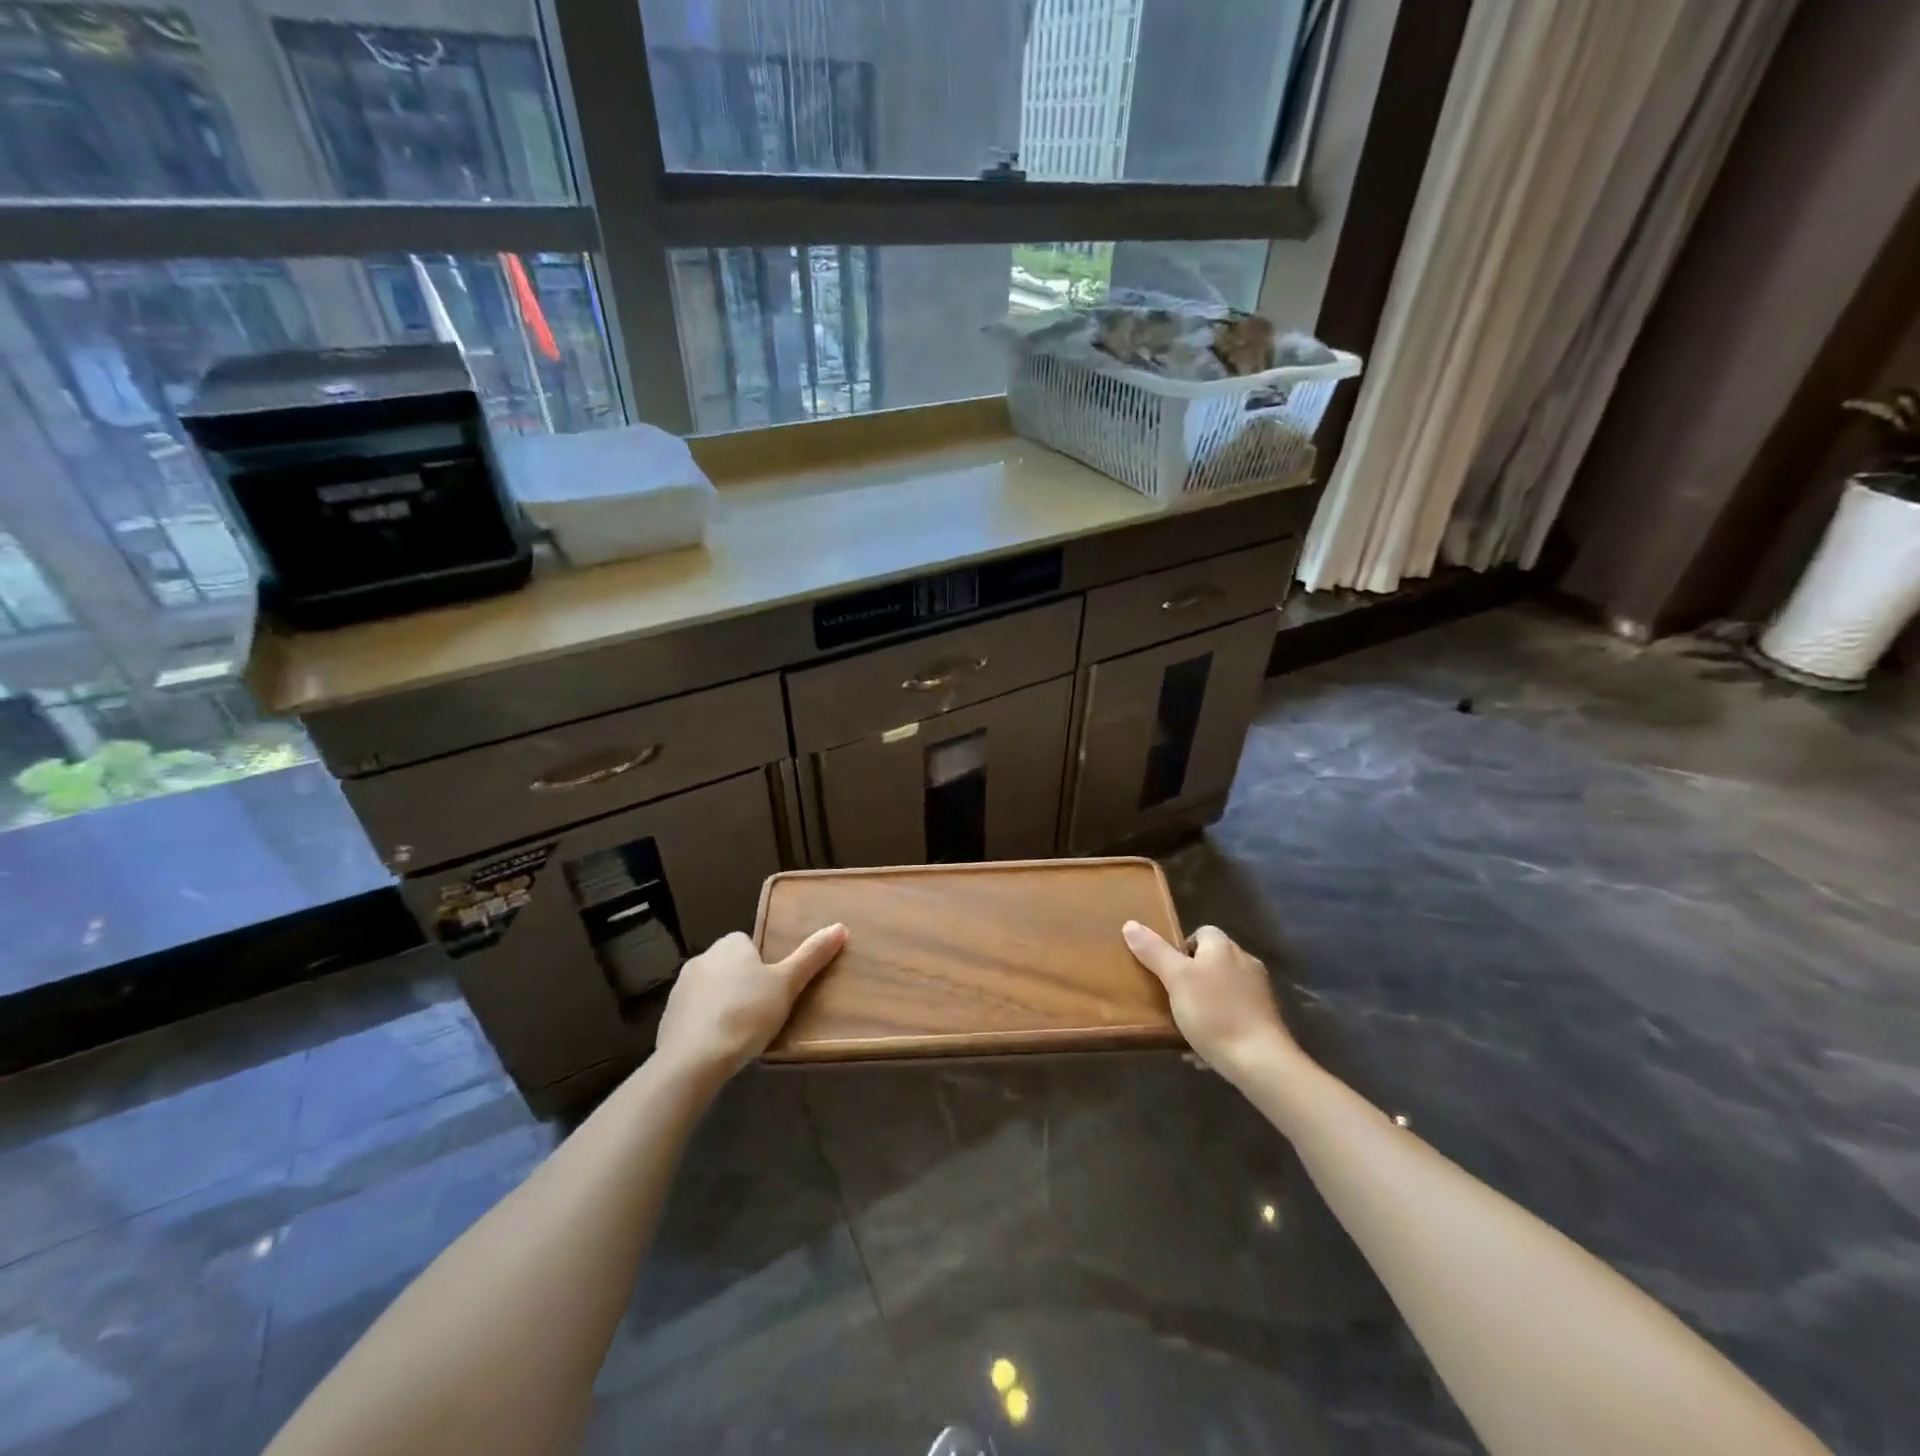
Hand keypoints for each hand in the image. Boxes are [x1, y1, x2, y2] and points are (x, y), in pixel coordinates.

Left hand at [655, 925, 846, 1079]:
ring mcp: (681, 989)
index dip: (763, 964)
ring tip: (743, 1031)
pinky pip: (695, 1014)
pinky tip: (719, 1045)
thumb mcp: (787, 984)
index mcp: (730, 945)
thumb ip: (812, 956)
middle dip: (743, 983)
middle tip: (764, 1010)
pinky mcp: (668, 1018)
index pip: (749, 943)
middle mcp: (702, 959)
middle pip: (730, 966)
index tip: (774, 988)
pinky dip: (706, 1024)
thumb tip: (840, 927)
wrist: (693, 1060)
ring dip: (724, 1003)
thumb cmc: (746, 1014)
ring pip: (711, 990)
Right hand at [1122, 922, 1300, 1080]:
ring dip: (1204, 1004)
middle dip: (1191, 978)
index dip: (1181, 948)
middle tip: (1171, 998)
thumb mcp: (1176, 979)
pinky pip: (1234, 1015)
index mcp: (1223, 947)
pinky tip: (1205, 1047)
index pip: (1201, 932)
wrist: (1261, 1061)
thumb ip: (1154, 952)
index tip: (1166, 970)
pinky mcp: (1265, 1020)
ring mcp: (1259, 992)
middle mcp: (1245, 962)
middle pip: (1211, 961)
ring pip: (1222, 990)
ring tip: (1185, 1026)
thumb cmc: (1214, 1013)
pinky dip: (1219, 1025)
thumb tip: (1130, 924)